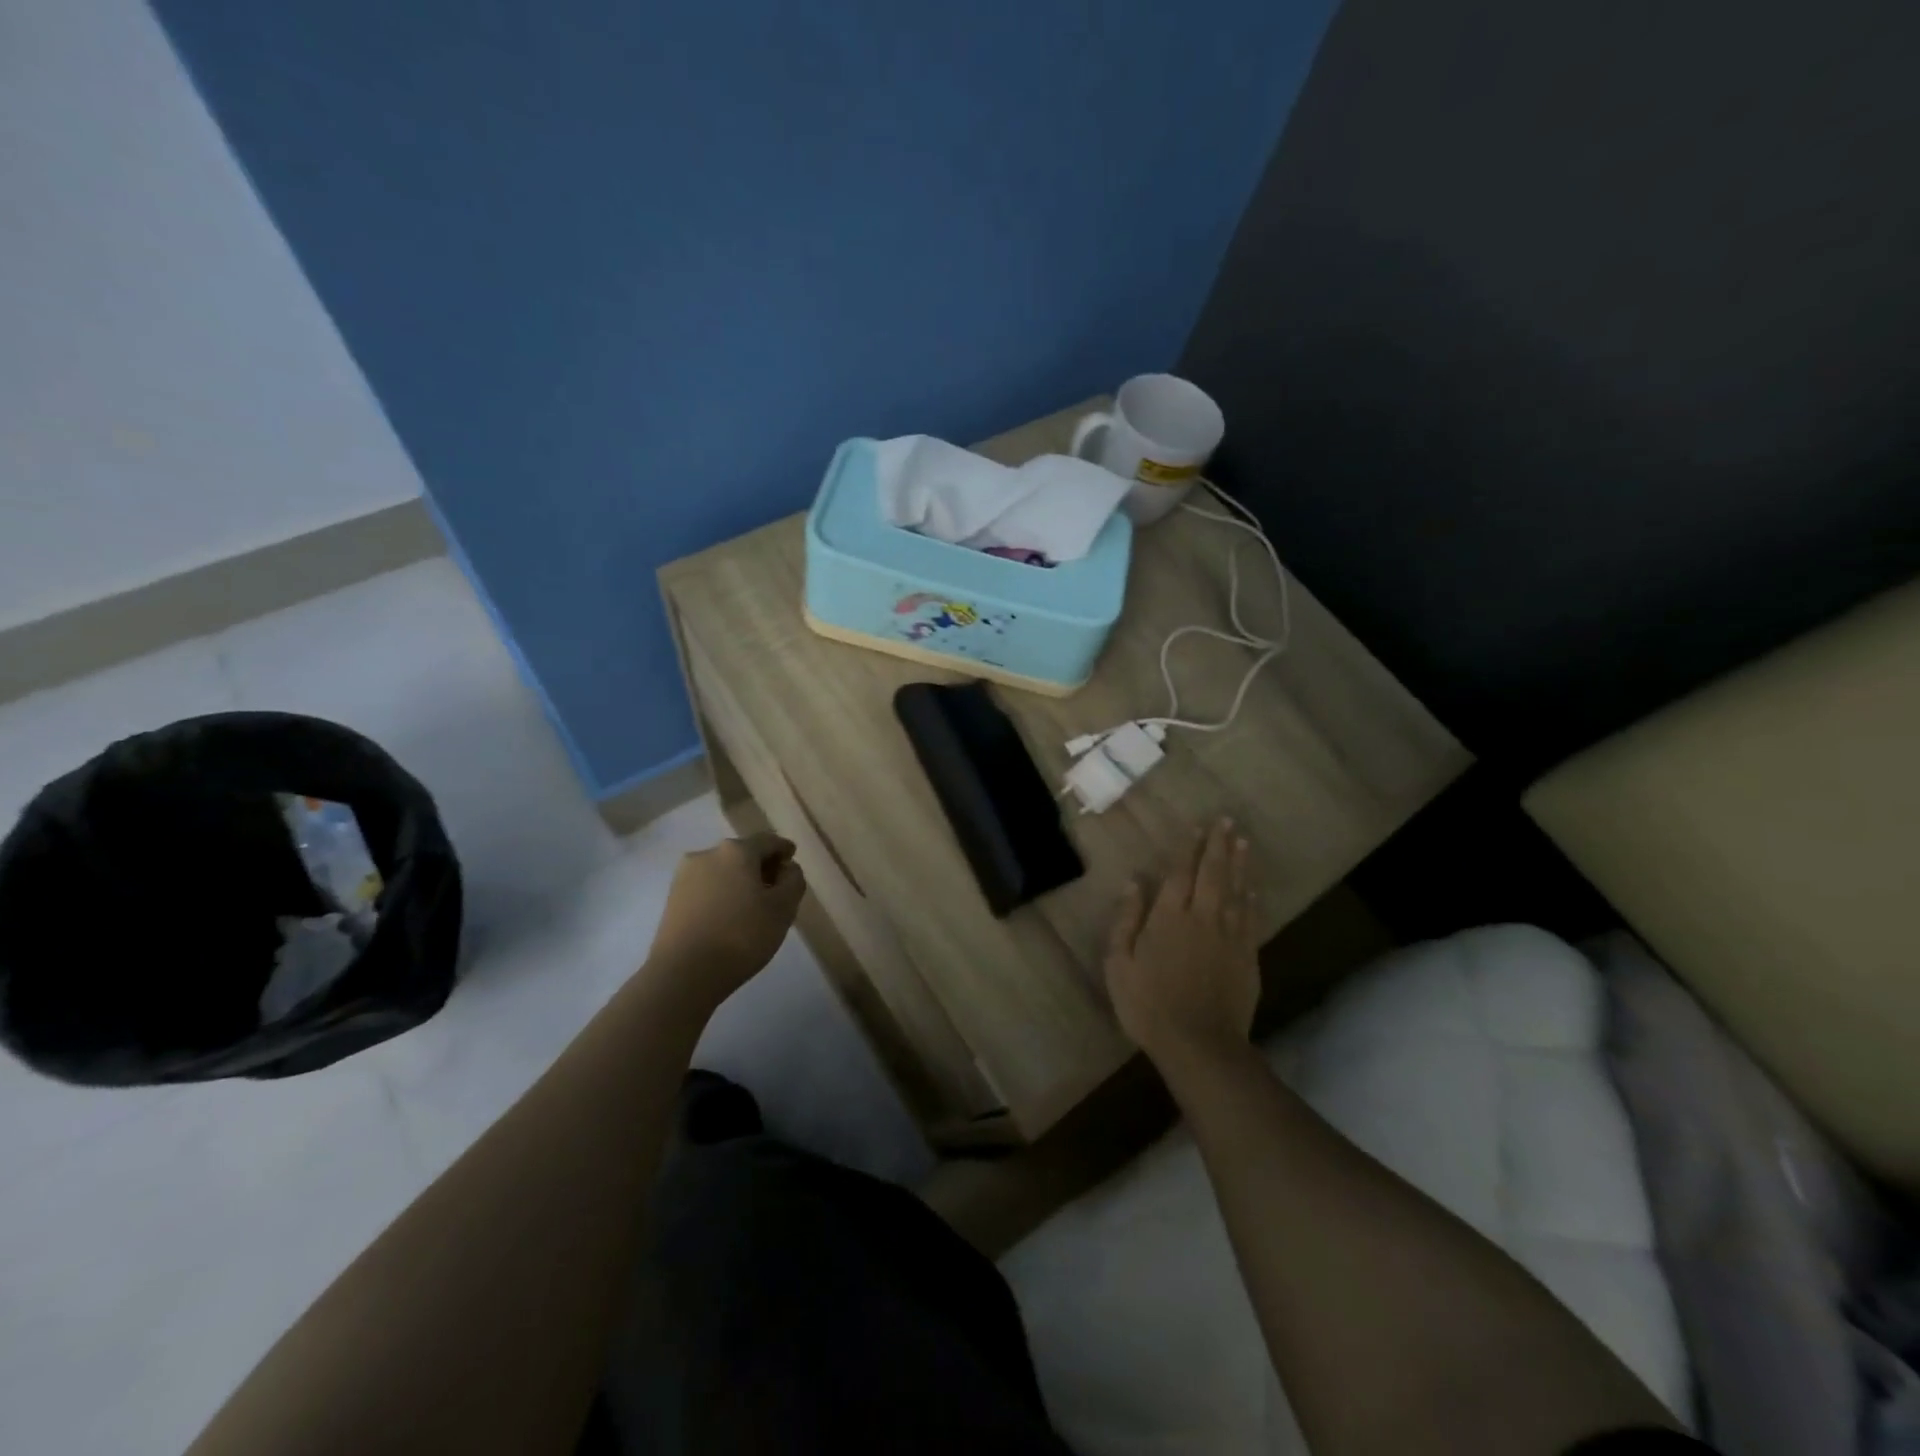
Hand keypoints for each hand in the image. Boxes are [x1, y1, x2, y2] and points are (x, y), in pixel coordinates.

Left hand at [644, 833, 805, 1010]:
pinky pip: (706, 888)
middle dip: (761, 867)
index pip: (768, 841)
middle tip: (776, 890)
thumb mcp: (783, 909)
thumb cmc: (741, 936)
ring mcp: (685, 876)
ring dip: (740, 882)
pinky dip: (722, 895)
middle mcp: (707, 854)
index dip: (784, 849)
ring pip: (722, 871)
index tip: (792, 860)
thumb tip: (787, 868)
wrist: (683, 974)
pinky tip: (729, 917)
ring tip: (752, 907)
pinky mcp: (671, 898)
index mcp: (736, 851)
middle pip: (743, 854)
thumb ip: (793, 881)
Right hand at [1103, 818, 1258, 1073]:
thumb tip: (1134, 882)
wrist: (1199, 1044)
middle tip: (1227, 821)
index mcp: (1169, 917)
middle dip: (1219, 845)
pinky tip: (1253, 889)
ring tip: (1243, 841)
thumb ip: (1127, 920)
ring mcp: (1229, 937)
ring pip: (1236, 891)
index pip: (1182, 873)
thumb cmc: (1149, 1004)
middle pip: (1213, 874)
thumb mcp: (1120, 963)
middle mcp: (1203, 918)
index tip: (1198, 827)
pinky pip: (1251, 918)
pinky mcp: (1247, 957)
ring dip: (1240, 864)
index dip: (1189, 848)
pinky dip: (1252, 899)